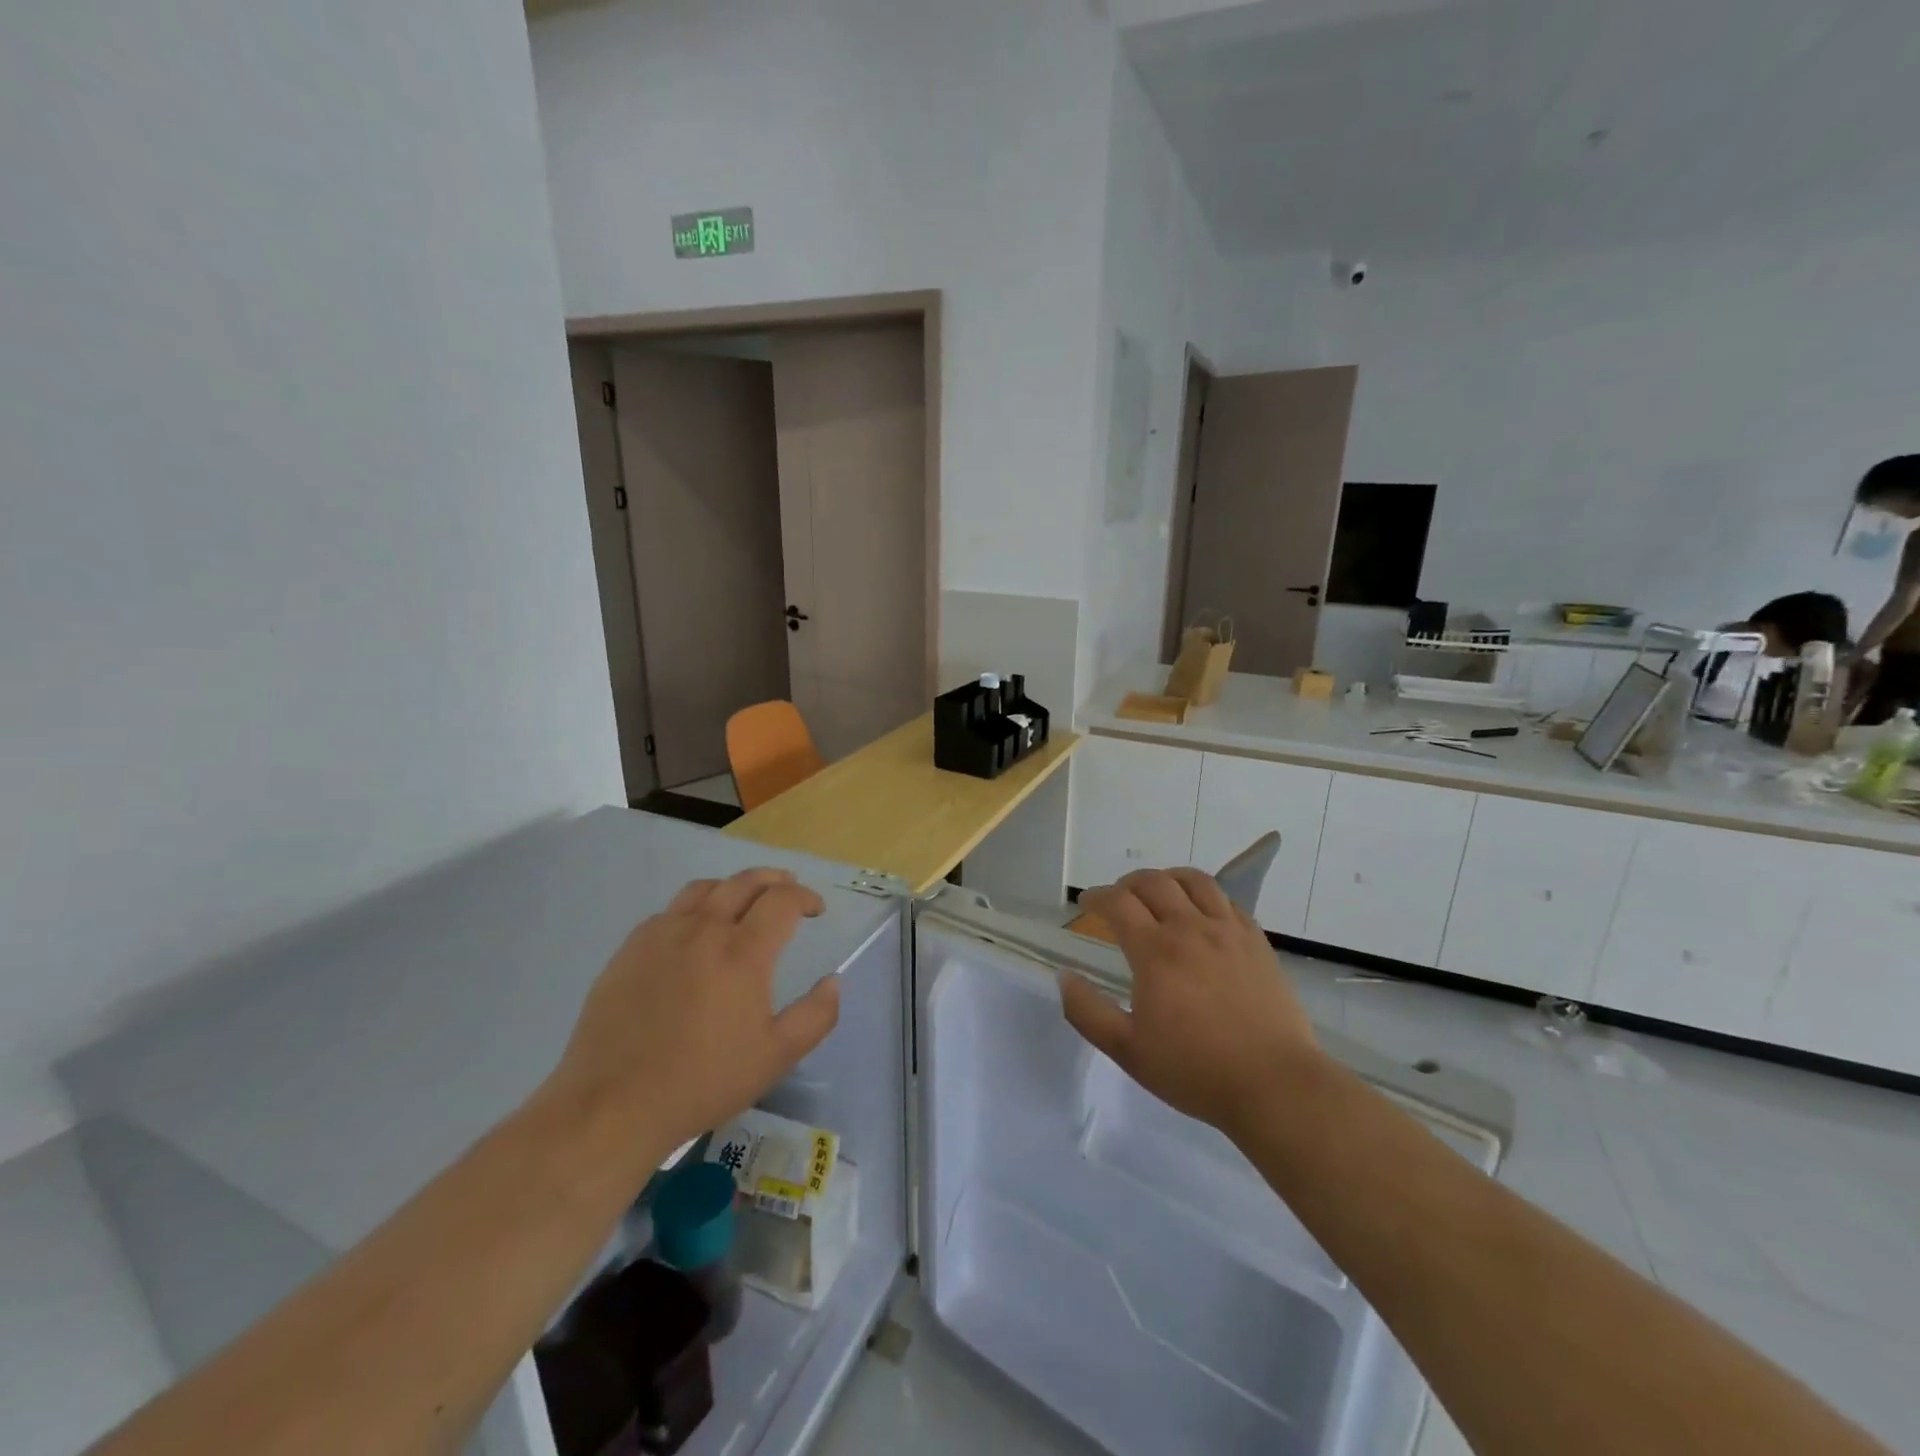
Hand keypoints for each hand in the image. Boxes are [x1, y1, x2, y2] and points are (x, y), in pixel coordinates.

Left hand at [550, 869, 839, 1158]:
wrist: (613, 1105)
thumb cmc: (703, 1081)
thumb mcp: (776, 1057)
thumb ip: (816, 1015)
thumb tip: (833, 981)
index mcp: (742, 951)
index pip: (782, 900)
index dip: (805, 897)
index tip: (815, 911)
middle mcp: (703, 929)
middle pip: (744, 882)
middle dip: (774, 880)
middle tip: (787, 889)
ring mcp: (661, 936)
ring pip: (703, 889)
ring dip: (732, 887)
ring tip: (742, 901)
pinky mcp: (628, 950)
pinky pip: (668, 913)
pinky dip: (693, 910)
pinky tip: (693, 934)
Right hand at [1060, 868, 1319, 1140]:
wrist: (1275, 1085)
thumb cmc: (1195, 1070)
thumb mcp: (1127, 1051)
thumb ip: (1087, 1011)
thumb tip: (1064, 977)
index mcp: (1155, 951)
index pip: (1118, 902)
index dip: (1097, 896)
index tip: (1086, 904)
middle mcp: (1190, 929)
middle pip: (1154, 882)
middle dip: (1127, 883)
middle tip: (1118, 898)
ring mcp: (1228, 931)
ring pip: (1194, 881)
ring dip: (1168, 878)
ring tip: (1159, 893)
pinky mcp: (1257, 942)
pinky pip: (1227, 901)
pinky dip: (1205, 896)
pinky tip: (1201, 914)